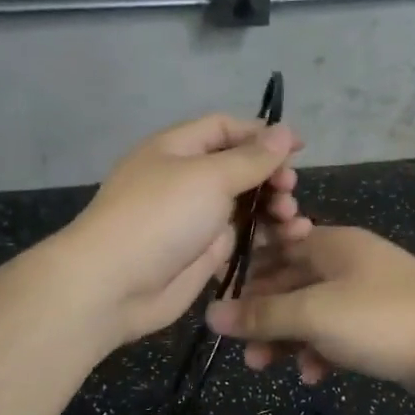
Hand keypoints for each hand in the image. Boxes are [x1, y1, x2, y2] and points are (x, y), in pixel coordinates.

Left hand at [60, 113, 310, 346]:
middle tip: (289, 190)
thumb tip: (284, 131)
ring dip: (273, 206)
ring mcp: (195, 218)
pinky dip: (266, 235)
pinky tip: (290, 238)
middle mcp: (187, 179)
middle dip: (270, 175)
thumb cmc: (161, 217)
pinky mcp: (204, 253)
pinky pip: (242, 237)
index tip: (300, 147)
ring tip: (292, 219)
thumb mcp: (209, 177)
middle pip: (239, 167)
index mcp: (178, 149)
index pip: (225, 129)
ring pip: (245, 204)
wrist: (115, 285)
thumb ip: (251, 157)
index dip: (263, 134)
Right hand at [205, 227, 414, 398]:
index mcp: (333, 244)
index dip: (246, 276)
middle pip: (291, 284)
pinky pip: (338, 334)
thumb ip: (262, 315)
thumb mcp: (315, 315)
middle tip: (242, 350)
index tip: (220, 306)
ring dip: (289, 339)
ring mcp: (367, 295)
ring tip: (267, 367)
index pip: (276, 249)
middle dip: (264, 317)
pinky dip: (322, 352)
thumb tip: (210, 314)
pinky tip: (315, 376)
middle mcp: (348, 263)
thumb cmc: (383, 319)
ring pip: (313, 313)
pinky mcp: (382, 327)